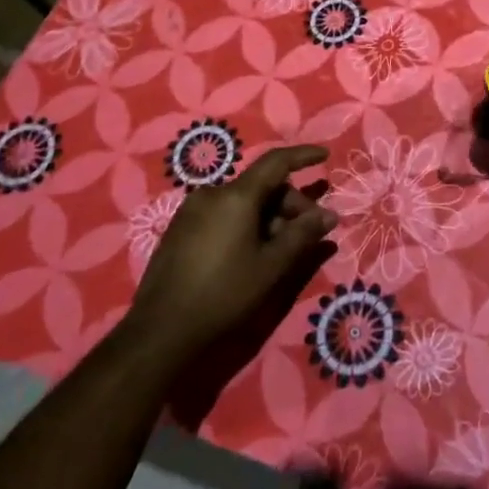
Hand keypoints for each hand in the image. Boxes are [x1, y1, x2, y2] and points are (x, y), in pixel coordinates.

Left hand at [128, 145, 337, 363]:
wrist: (160, 333)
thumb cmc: (224, 295)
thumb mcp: (272, 266)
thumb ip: (303, 235)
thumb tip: (328, 215)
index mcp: (235, 196)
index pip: (276, 162)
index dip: (303, 156)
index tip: (325, 155)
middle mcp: (211, 194)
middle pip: (261, 186)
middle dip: (290, 204)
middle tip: (310, 233)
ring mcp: (191, 212)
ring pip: (242, 202)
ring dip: (269, 217)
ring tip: (283, 248)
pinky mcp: (179, 231)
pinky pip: (223, 215)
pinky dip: (246, 224)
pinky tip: (254, 252)